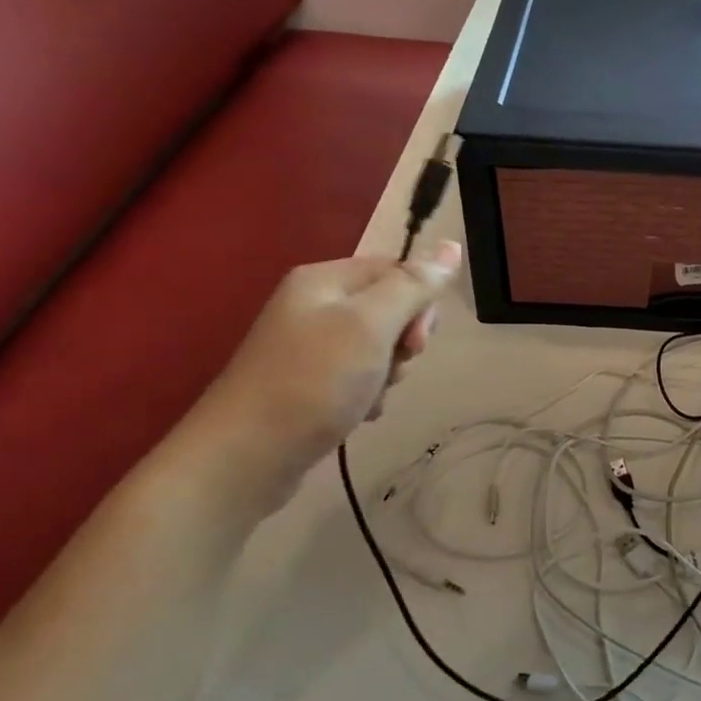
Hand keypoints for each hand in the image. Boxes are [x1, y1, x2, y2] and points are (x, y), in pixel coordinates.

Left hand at [179, 242, 461, 515]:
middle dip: (403, 342)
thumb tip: (452, 244)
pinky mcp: (309, 384)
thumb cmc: (314, 382)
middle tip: (392, 368)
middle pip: (389, 310)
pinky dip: (367, 395)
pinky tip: (358, 414)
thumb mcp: (371, 325)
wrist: (247, 456)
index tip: (416, 341)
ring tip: (369, 397)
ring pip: (377, 348)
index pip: (396, 270)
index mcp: (324, 280)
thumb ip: (413, 286)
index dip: (419, 303)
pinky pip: (357, 378)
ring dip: (387, 374)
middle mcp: (314, 306)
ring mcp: (309, 347)